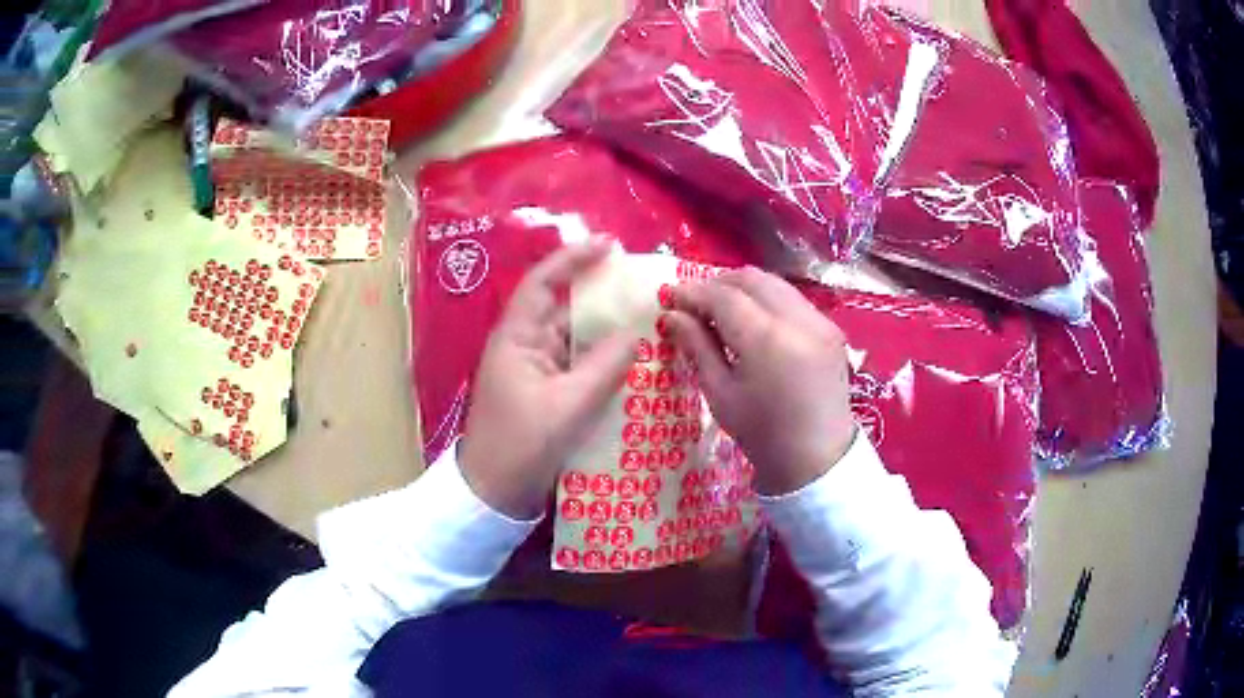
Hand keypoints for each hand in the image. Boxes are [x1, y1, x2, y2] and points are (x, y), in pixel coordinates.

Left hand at [459, 240, 636, 519]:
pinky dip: (602, 359)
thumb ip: (604, 367)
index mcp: (517, 337)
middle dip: (601, 294)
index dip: (574, 259)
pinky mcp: (546, 392)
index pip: (544, 282)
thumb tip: (636, 334)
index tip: (610, 245)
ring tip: (647, 320)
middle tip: (643, 287)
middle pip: (564, 307)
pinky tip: (632, 362)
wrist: (494, 494)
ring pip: (574, 337)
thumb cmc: (521, 445)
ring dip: (606, 329)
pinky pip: (578, 364)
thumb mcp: (567, 406)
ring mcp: (535, 370)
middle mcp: (525, 345)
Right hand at [667, 267, 855, 495]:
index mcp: (768, 340)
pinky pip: (793, 299)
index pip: (724, 296)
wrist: (817, 459)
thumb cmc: (762, 434)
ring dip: (743, 288)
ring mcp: (821, 321)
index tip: (669, 296)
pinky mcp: (832, 328)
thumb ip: (697, 346)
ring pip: (775, 284)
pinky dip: (768, 300)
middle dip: (718, 284)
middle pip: (751, 279)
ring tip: (720, 309)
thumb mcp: (721, 394)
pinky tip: (754, 322)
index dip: (693, 292)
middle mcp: (799, 319)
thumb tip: (671, 315)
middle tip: (693, 302)